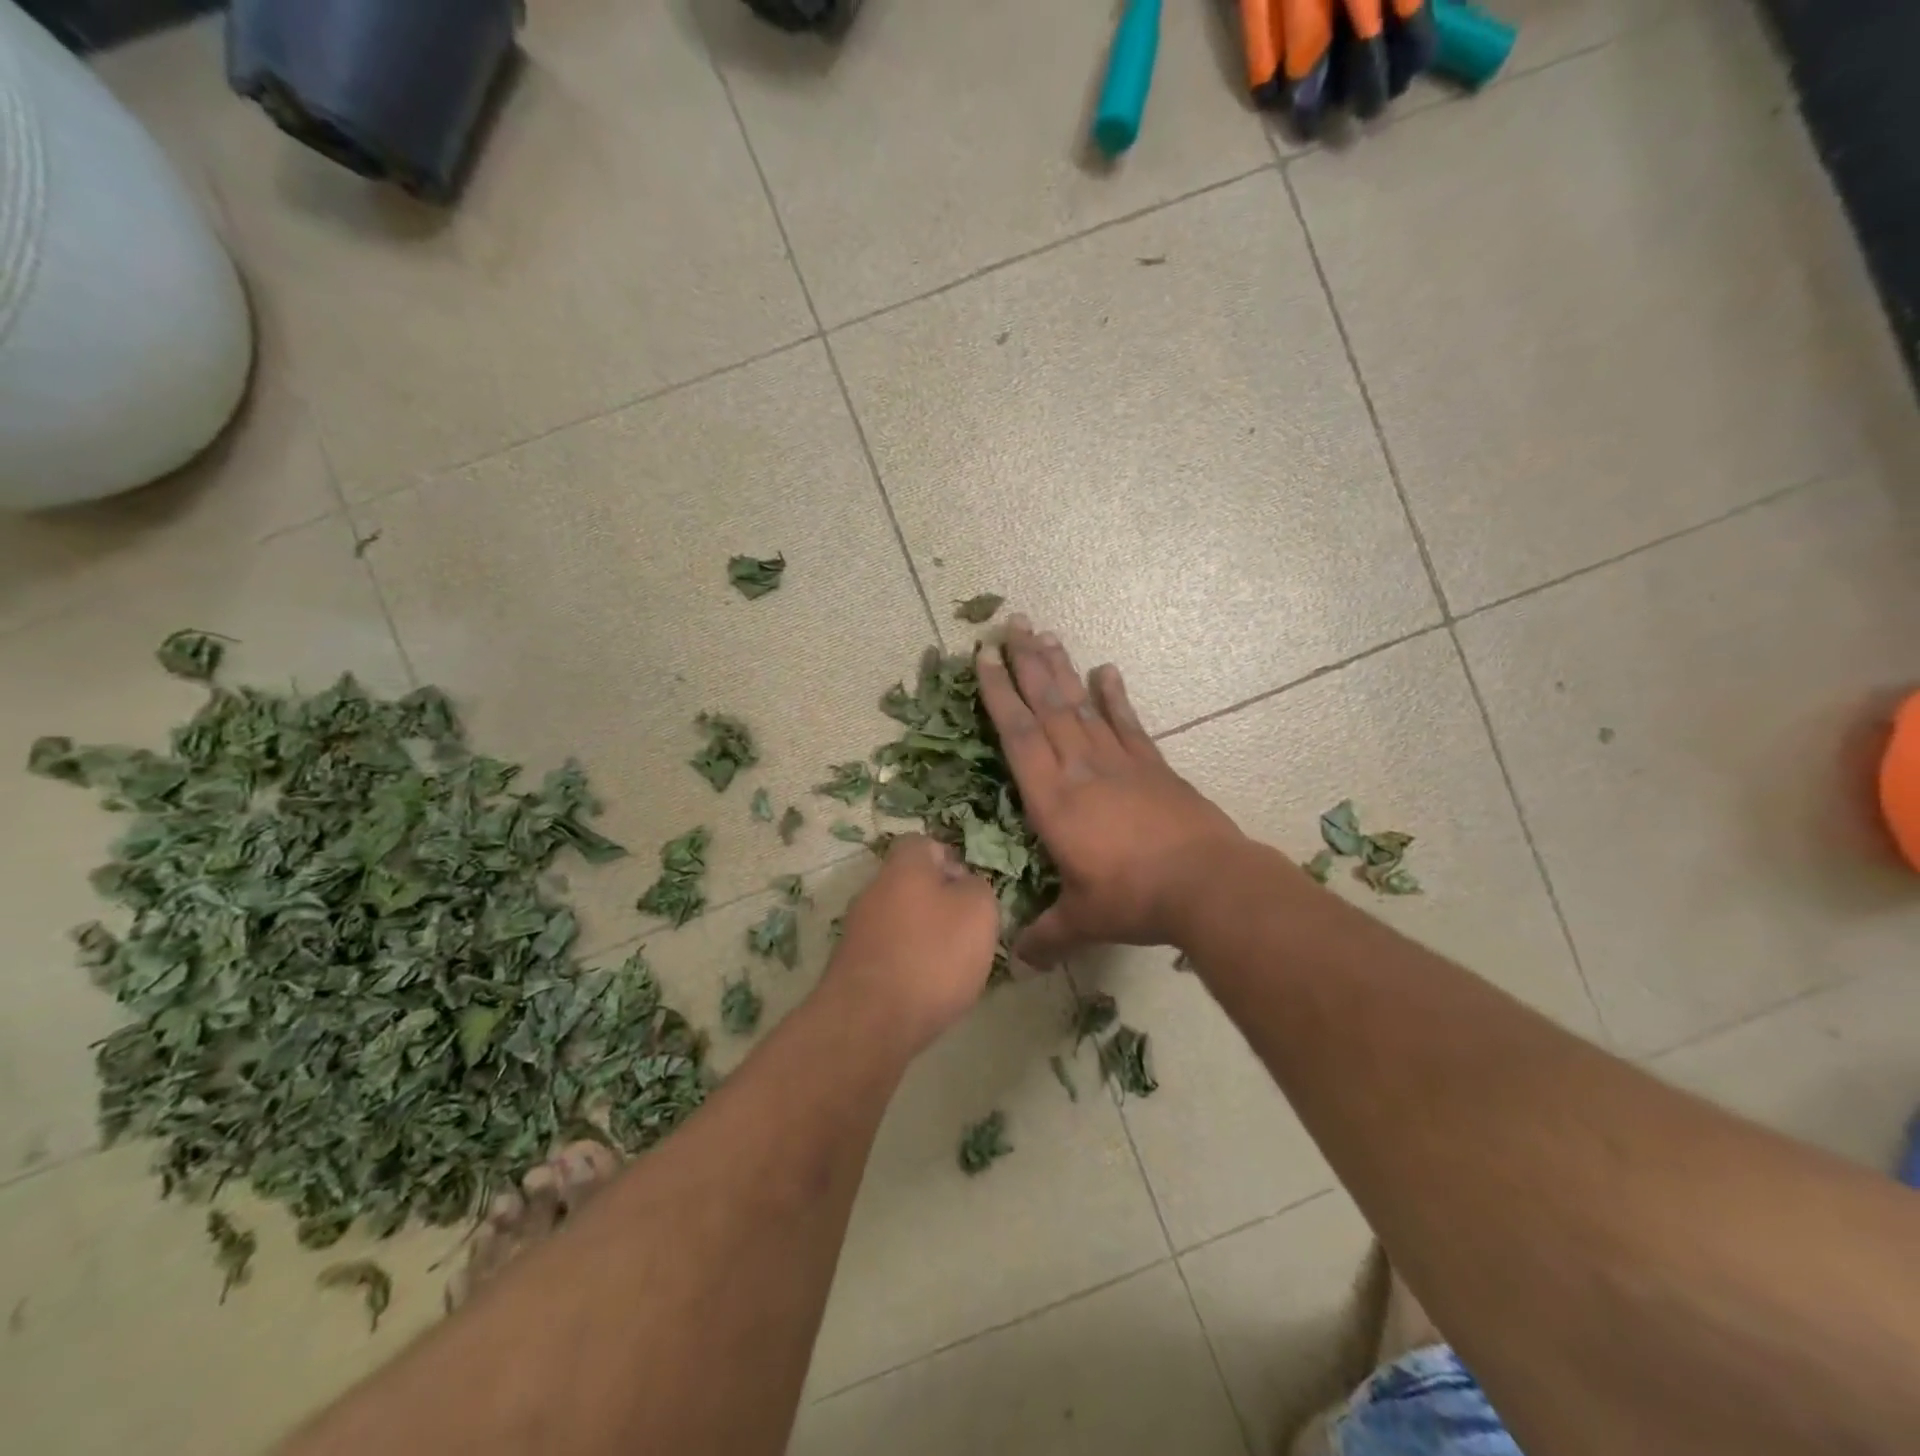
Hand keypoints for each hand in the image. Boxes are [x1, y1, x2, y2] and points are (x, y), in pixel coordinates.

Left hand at [821, 835, 999, 1055]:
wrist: (869, 1022)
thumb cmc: (932, 955)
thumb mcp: (978, 911)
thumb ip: (977, 887)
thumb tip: (963, 885)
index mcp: (904, 866)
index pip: (923, 844)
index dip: (950, 860)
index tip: (971, 888)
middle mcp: (874, 890)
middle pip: (909, 884)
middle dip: (938, 902)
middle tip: (967, 930)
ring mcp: (857, 929)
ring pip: (898, 919)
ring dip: (922, 936)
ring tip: (950, 966)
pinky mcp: (851, 966)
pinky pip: (887, 952)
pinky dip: (906, 964)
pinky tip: (924, 990)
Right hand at [976, 618, 1246, 964]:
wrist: (1207, 885)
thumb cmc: (1134, 898)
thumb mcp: (1083, 920)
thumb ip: (1046, 935)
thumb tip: (1017, 962)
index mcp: (1054, 800)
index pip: (1018, 736)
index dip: (999, 694)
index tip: (985, 657)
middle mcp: (1081, 769)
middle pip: (1049, 706)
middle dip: (1027, 663)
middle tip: (1012, 623)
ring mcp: (1121, 763)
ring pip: (1083, 705)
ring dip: (1062, 669)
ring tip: (1046, 633)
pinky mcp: (1153, 767)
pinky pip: (1128, 724)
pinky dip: (1115, 696)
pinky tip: (1107, 670)